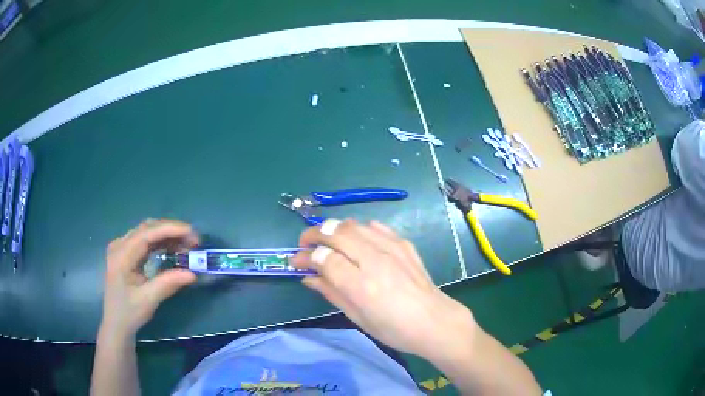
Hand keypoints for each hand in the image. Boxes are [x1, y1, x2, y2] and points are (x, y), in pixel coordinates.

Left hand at [100, 219, 198, 339]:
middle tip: (194, 241)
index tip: (191, 233)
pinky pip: (146, 240)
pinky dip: (161, 242)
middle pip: (147, 228)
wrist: (116, 323)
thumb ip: (168, 284)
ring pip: (148, 232)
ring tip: (187, 245)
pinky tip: (173, 249)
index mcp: (121, 255)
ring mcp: (122, 247)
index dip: (169, 229)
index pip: (146, 233)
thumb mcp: (148, 300)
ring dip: (168, 236)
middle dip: (172, 231)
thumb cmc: (129, 313)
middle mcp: (120, 245)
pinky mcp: (127, 253)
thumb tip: (192, 274)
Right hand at [291, 218, 477, 360]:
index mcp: (362, 286)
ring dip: (333, 228)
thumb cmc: (393, 329)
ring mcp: (392, 248)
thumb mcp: (358, 318)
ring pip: (353, 224)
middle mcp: (375, 261)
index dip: (305, 257)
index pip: (324, 258)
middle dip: (313, 234)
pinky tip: (355, 240)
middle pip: (335, 232)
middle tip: (304, 243)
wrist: (434, 321)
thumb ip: (331, 293)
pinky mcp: (403, 243)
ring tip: (326, 240)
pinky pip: (374, 226)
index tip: (295, 261)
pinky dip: (358, 228)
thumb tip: (308, 276)